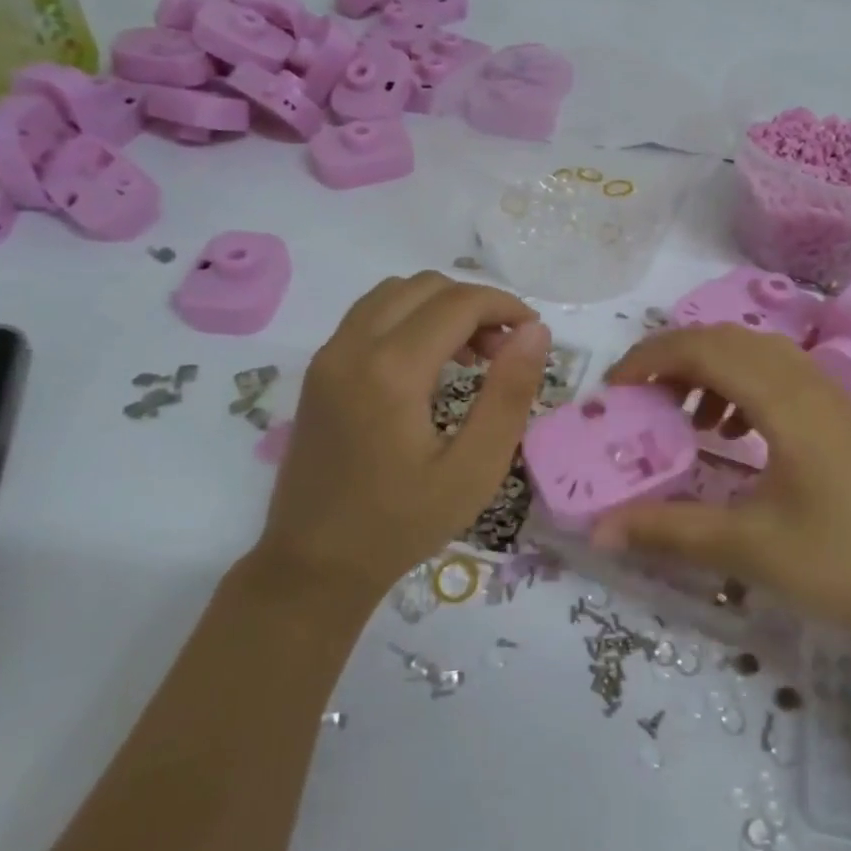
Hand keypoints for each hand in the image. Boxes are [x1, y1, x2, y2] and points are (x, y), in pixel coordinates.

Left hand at [252, 272, 550, 601]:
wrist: (314, 563)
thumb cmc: (402, 524)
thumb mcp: (474, 469)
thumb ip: (509, 395)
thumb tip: (535, 331)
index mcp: (392, 370)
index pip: (458, 303)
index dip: (504, 306)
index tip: (533, 333)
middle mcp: (352, 347)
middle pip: (425, 287)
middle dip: (475, 304)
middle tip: (504, 350)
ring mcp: (328, 356)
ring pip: (393, 293)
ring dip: (440, 307)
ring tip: (471, 354)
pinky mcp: (319, 371)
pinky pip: (369, 316)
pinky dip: (409, 319)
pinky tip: (429, 365)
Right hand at [595, 325, 850, 658]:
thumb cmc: (843, 566)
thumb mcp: (748, 549)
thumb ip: (668, 531)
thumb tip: (598, 530)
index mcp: (786, 401)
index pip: (704, 349)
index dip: (650, 359)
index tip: (613, 391)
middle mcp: (811, 384)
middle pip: (730, 340)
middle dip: (675, 359)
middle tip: (640, 400)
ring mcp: (834, 399)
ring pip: (759, 355)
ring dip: (712, 371)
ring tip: (686, 420)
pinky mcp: (845, 421)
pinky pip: (782, 378)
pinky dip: (743, 389)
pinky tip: (734, 435)